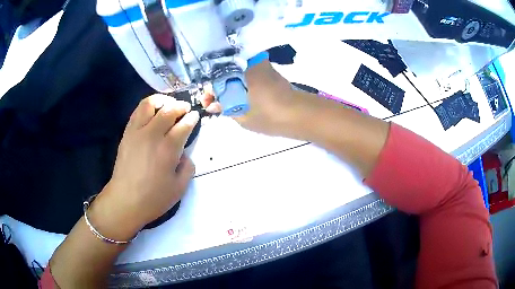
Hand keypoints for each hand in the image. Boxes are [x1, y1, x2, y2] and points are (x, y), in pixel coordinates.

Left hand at [89, 95, 198, 239]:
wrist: (125, 201)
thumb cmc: (153, 198)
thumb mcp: (179, 188)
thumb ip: (188, 168)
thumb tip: (184, 155)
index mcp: (168, 149)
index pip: (183, 125)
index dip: (192, 118)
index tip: (195, 116)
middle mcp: (152, 135)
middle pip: (168, 110)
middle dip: (180, 106)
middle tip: (185, 109)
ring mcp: (137, 132)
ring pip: (149, 104)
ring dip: (162, 101)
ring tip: (168, 105)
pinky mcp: (126, 134)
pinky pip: (137, 112)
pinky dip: (147, 107)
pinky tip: (152, 114)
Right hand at [202, 60, 312, 137]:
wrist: (299, 113)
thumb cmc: (269, 115)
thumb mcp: (241, 115)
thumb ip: (224, 107)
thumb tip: (213, 104)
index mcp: (240, 70)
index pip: (215, 76)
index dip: (209, 90)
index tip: (208, 103)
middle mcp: (248, 61)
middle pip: (224, 71)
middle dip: (218, 86)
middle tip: (216, 103)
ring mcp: (259, 63)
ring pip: (235, 71)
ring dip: (228, 84)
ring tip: (226, 101)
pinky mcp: (267, 69)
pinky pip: (246, 72)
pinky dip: (239, 82)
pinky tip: (237, 94)